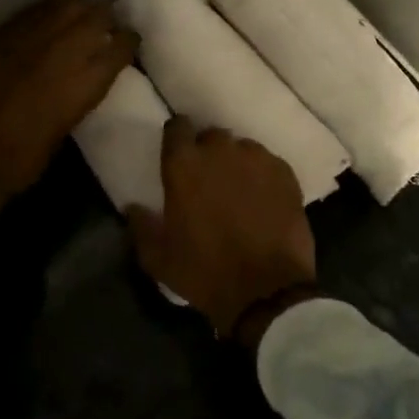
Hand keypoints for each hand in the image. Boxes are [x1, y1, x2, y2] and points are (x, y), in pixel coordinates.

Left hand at [0, 0, 137, 217]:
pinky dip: (46, 14)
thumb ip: (75, 98)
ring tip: (77, 18)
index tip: (129, 42)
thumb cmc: (17, 162)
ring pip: (66, 6)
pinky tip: (45, 22)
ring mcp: (30, 37)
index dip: (128, 42)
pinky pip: (33, 13)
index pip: (120, 47)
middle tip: (105, 26)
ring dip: (77, 10)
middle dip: (105, 19)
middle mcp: (64, 51)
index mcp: (84, 82)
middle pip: (97, 16)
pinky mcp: (0, 34)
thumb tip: (79, 80)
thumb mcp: (61, 133)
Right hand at [127, 117, 316, 339]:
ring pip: (242, 149)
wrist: (267, 291)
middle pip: (211, 137)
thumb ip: (142, 226)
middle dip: (207, 153)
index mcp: (184, 165)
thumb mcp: (159, 258)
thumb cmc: (205, 273)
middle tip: (208, 181)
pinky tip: (264, 200)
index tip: (177, 155)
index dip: (177, 139)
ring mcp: (256, 158)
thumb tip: (133, 208)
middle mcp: (219, 150)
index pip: (176, 127)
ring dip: (236, 164)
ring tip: (239, 191)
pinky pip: (268, 163)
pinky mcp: (285, 172)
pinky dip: (263, 176)